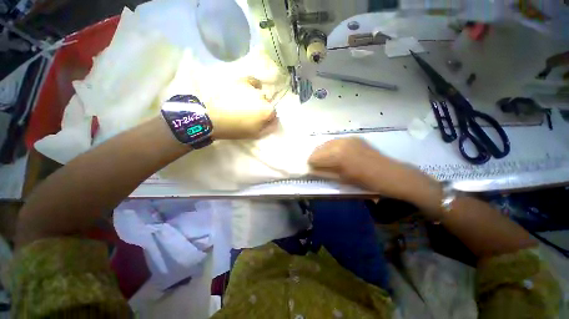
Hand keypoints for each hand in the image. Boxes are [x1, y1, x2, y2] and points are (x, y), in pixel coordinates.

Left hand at [207, 78, 277, 139]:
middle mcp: (263, 98)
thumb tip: (275, 121)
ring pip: (260, 94)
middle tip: (252, 114)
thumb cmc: (236, 129)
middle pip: (267, 103)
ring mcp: (253, 89)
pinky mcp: (242, 82)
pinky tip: (251, 89)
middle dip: (263, 109)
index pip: (274, 114)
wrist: (214, 118)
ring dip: (257, 99)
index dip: (269, 119)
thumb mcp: (255, 134)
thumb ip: (269, 128)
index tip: (262, 122)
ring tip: (247, 104)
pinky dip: (255, 85)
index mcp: (267, 111)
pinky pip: (254, 81)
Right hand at [308, 138, 438, 202]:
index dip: (311, 164)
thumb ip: (324, 172)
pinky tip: (336, 155)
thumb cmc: (366, 181)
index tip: (311, 169)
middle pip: (319, 148)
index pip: (315, 157)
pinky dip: (332, 148)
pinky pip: (336, 141)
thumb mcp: (342, 180)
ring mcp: (348, 138)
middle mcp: (340, 143)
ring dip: (323, 152)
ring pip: (326, 143)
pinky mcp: (354, 138)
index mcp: (337, 155)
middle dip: (316, 157)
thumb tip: (311, 169)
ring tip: (325, 160)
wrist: (391, 174)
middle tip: (317, 165)